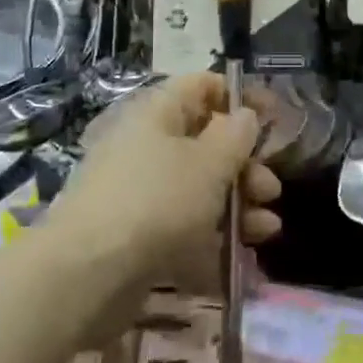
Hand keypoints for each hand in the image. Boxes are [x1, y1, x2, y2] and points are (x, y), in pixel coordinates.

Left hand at [54, 73, 281, 296]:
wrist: (88, 275)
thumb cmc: (158, 201)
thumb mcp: (209, 162)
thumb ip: (236, 135)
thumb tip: (245, 116)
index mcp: (157, 114)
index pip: (202, 87)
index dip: (240, 97)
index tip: (275, 118)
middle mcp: (145, 146)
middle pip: (205, 142)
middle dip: (245, 165)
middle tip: (270, 190)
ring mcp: (138, 192)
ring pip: (198, 188)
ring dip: (238, 204)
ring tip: (267, 229)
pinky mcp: (135, 235)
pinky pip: (182, 225)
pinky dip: (213, 236)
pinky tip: (242, 256)